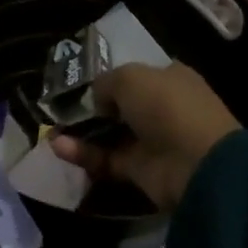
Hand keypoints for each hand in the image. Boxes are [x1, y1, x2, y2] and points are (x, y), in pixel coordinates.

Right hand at [50, 62, 239, 212]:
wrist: (197, 163)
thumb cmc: (167, 106)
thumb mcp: (130, 77)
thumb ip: (106, 83)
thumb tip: (97, 100)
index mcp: (169, 79)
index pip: (137, 76)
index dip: (111, 79)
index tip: (83, 84)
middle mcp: (163, 109)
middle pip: (121, 107)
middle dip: (92, 108)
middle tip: (60, 109)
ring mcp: (152, 141)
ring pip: (110, 135)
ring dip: (81, 133)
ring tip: (50, 130)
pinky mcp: (141, 171)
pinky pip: (106, 159)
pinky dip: (83, 154)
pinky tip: (58, 147)